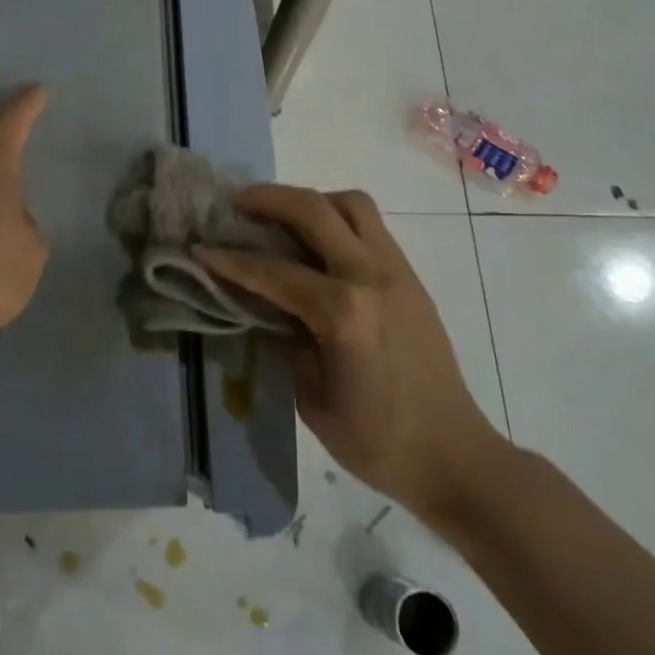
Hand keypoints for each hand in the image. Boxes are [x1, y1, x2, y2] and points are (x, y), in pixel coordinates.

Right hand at [196, 185, 506, 518]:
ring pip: (351, 204)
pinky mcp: (409, 276)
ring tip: (284, 218)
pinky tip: (319, 245)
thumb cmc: (377, 441)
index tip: (201, 247)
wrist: (453, 455)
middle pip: (314, 210)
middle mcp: (371, 275)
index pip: (274, 272)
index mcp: (344, 312)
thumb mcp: (312, 397)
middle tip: (237, 203)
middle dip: (269, 199)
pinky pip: (370, 227)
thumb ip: (290, 338)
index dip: (230, 260)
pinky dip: (337, 220)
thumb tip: (275, 305)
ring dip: (312, 201)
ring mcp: (396, 270)